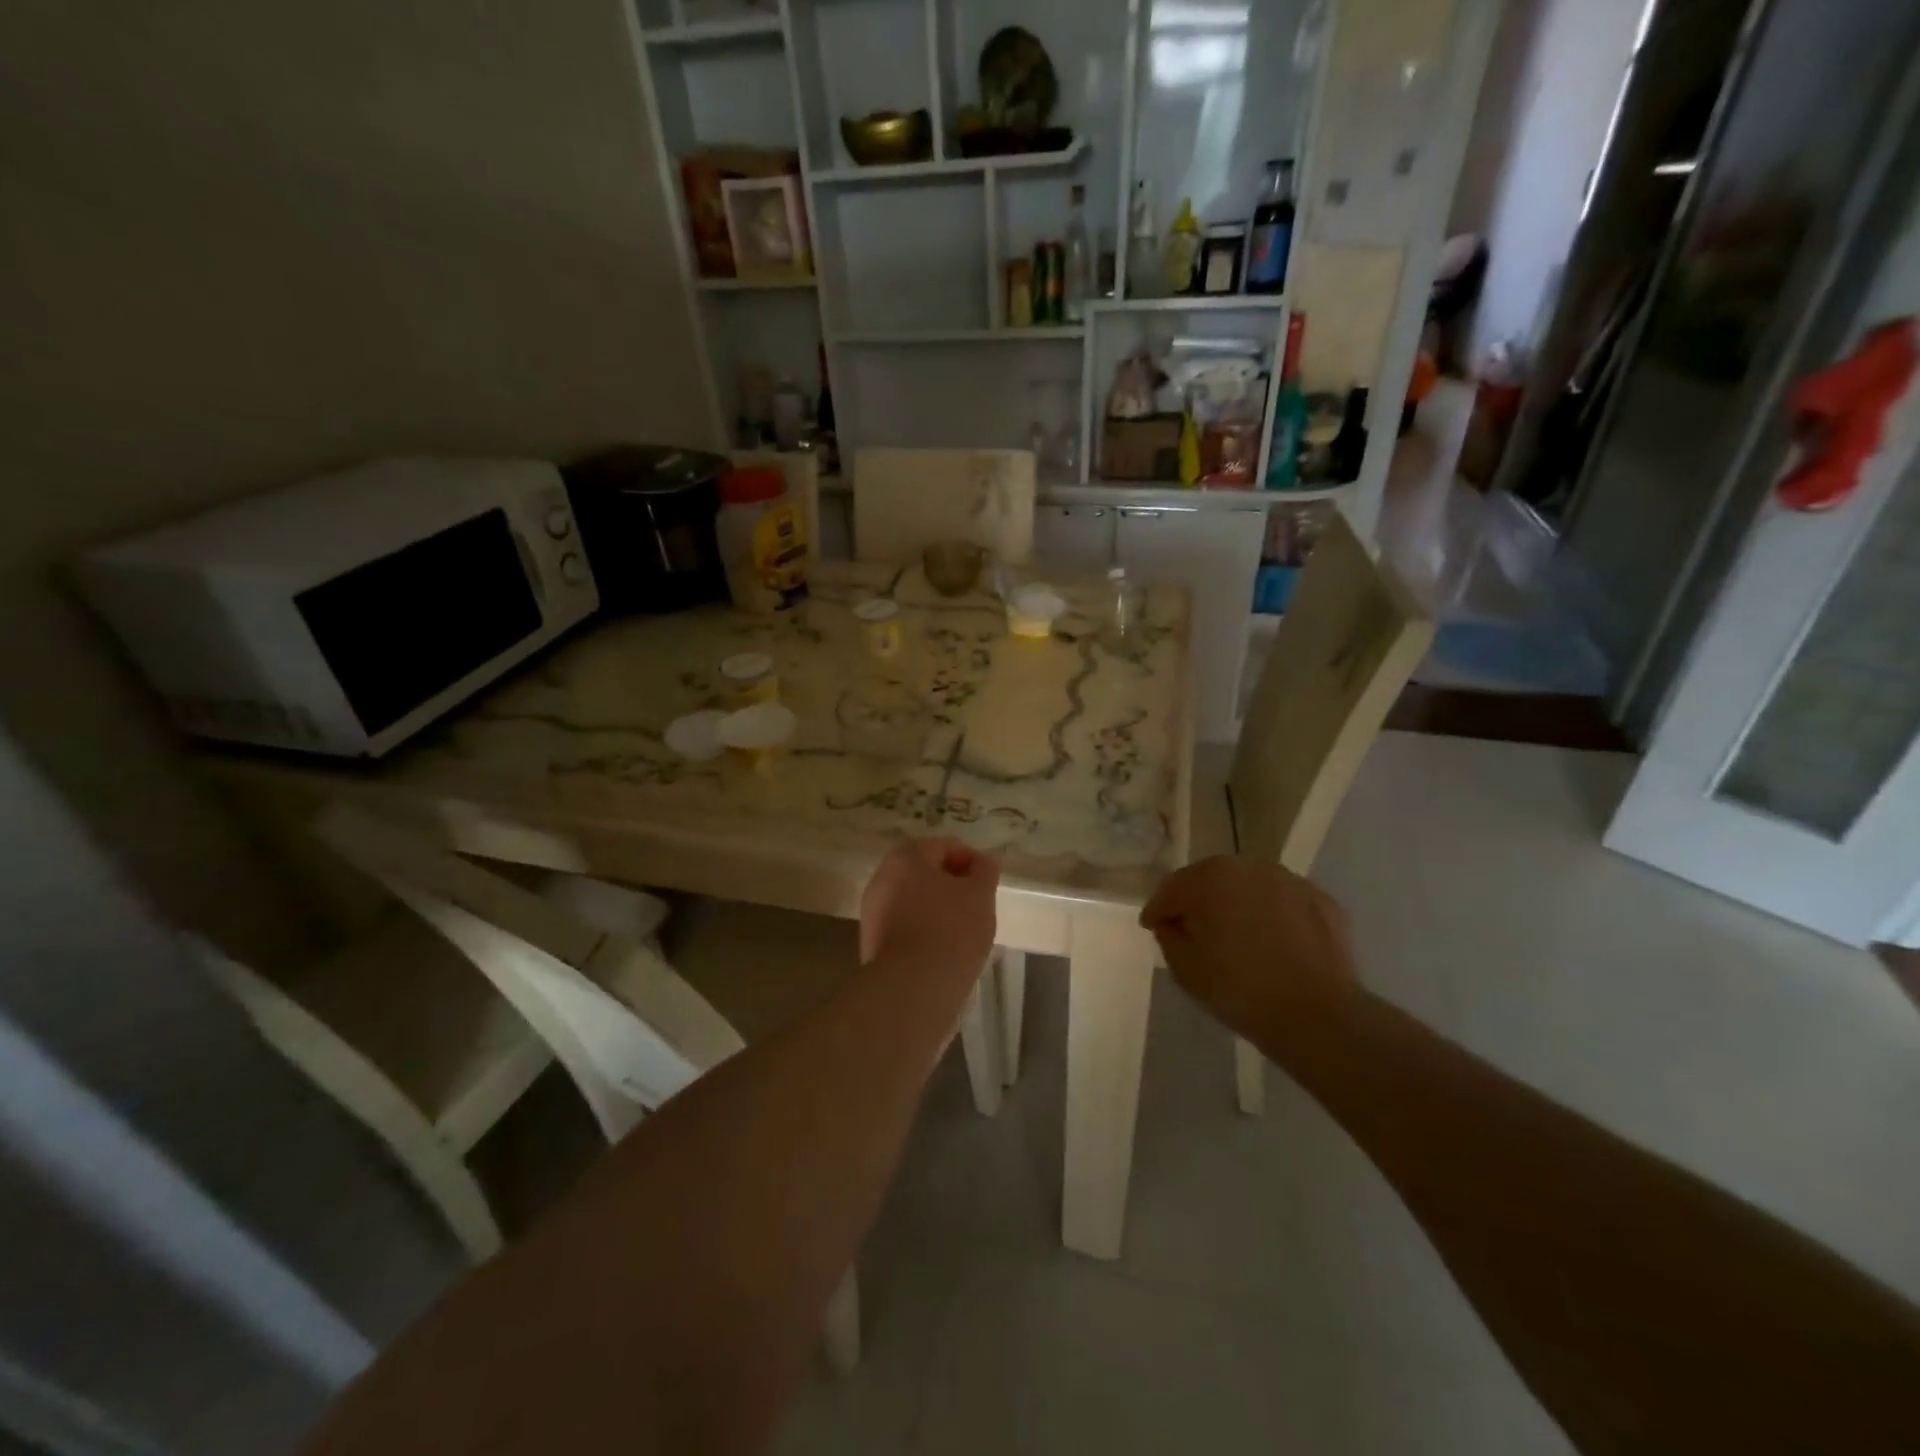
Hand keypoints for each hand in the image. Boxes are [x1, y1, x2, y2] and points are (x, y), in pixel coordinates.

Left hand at [860, 838, 999, 981]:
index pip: (946, 847)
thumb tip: (981, 863)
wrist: (911, 988)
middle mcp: (882, 876)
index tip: (988, 885)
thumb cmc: (951, 930)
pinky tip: (943, 950)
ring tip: (963, 932)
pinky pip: (905, 926)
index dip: (972, 862)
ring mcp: (873, 910)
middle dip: (953, 886)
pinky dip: (924, 930)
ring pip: (915, 900)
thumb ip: (984, 870)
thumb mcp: (980, 894)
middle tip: (977, 907)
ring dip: (938, 909)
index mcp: (906, 856)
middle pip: (926, 873)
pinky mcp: (872, 941)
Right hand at [1140, 855, 1357, 1040]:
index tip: (1152, 927)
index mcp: (1210, 878)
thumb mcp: (1185, 968)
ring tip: (1236, 934)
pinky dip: (1273, 915)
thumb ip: (1170, 937)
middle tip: (1192, 928)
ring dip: (1238, 904)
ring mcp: (1290, 881)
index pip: (1173, 888)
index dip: (1159, 909)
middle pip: (1212, 879)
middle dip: (1199, 900)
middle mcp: (1249, 867)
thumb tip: (1173, 923)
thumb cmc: (1239, 989)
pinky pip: (1284, 903)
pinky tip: (1273, 941)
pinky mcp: (1322, 901)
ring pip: (1251, 887)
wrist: (1317, 1015)